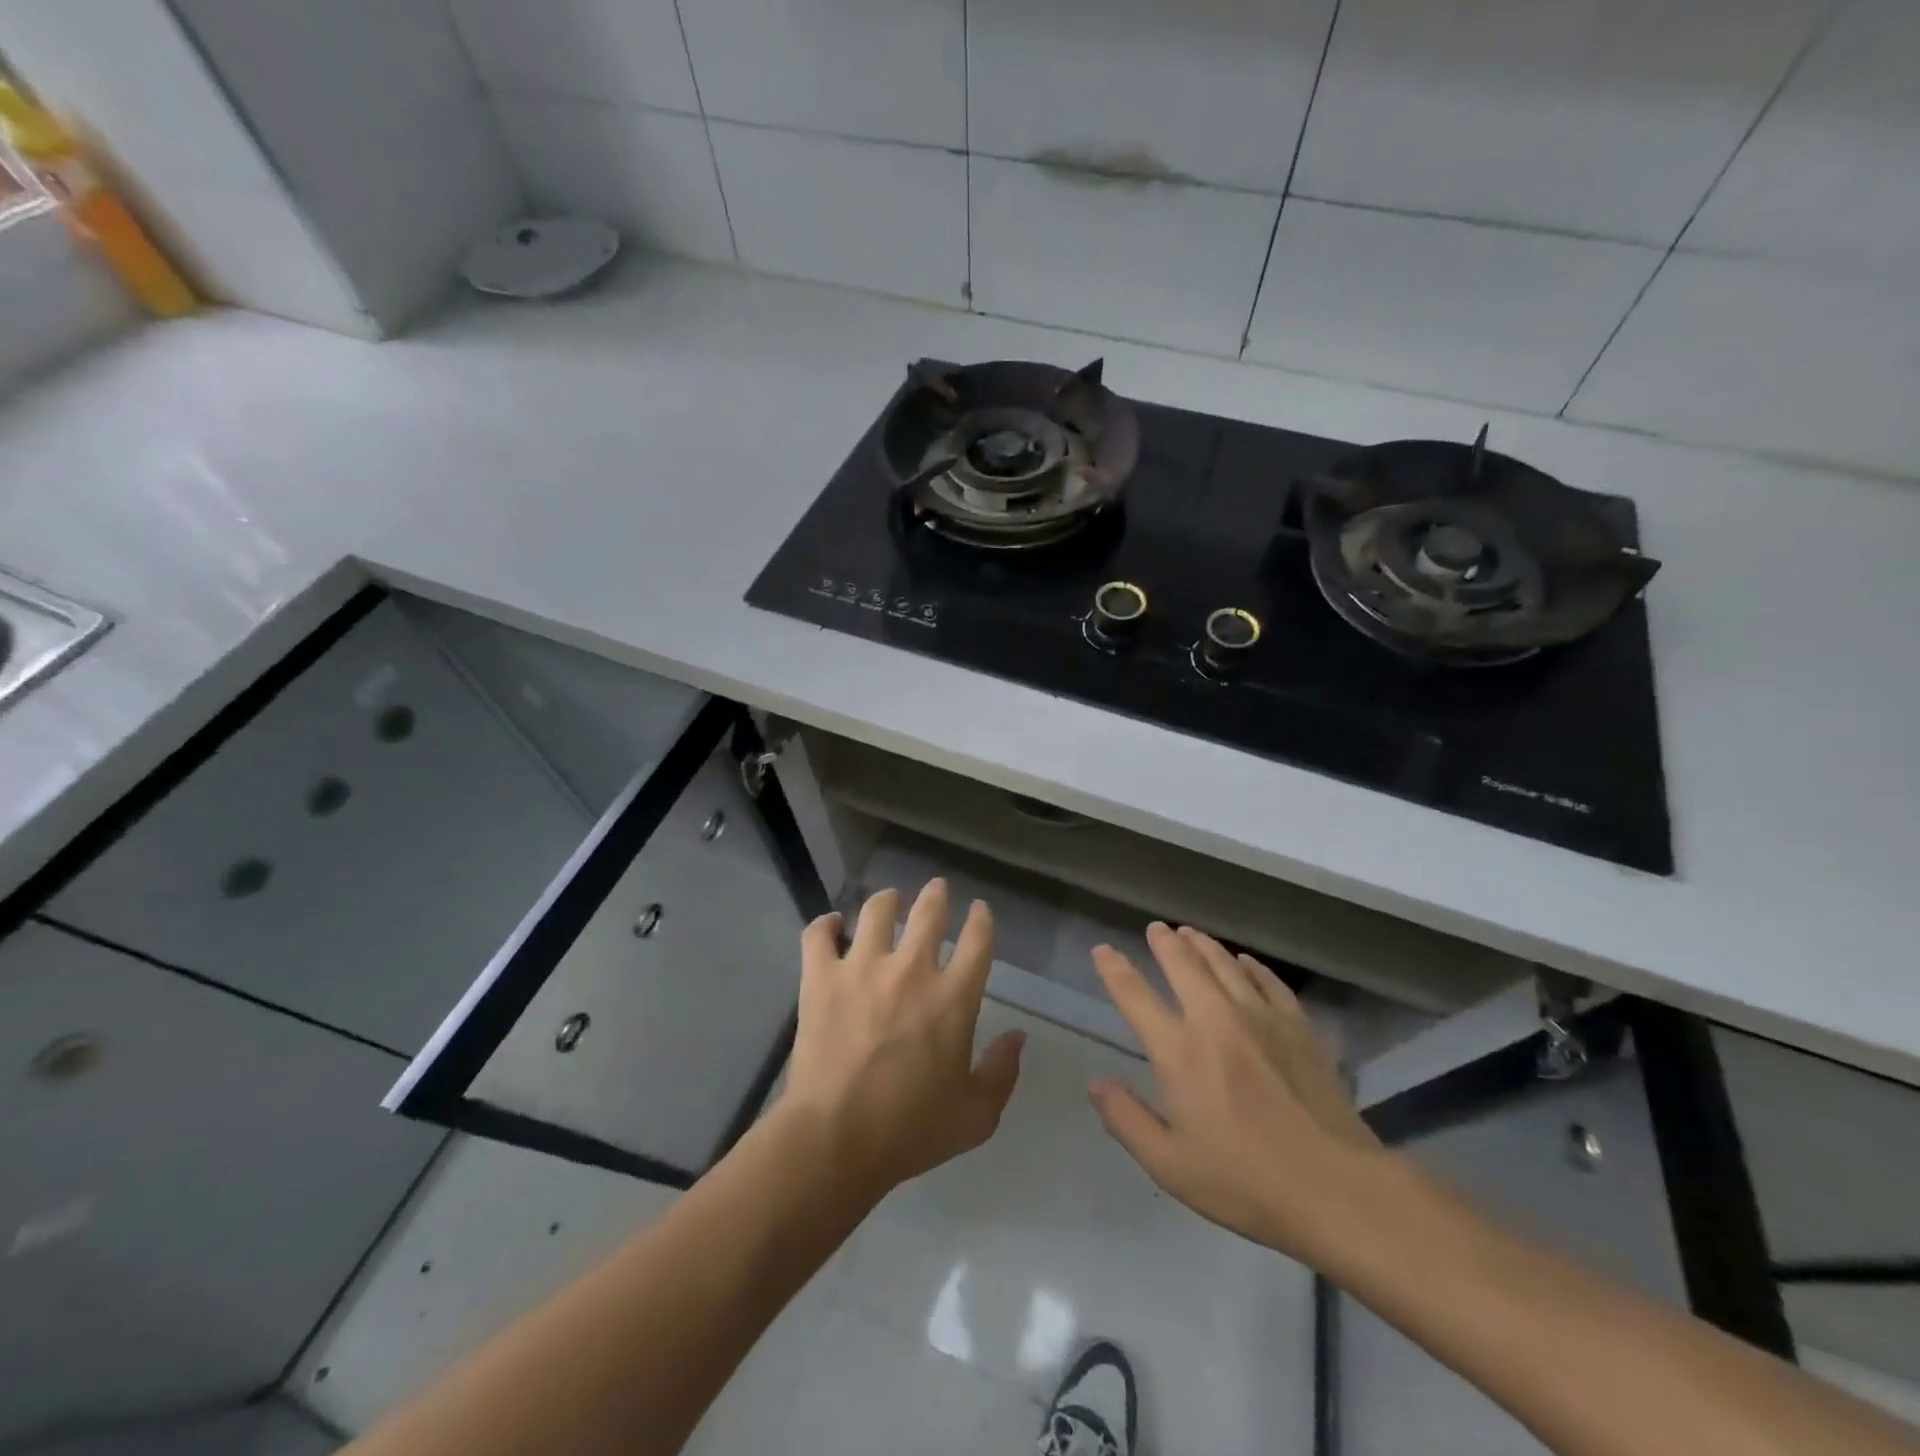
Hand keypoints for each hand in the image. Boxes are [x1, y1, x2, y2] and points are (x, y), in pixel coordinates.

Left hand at [779, 879, 1024, 1198]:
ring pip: (877, 910)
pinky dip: (825, 924)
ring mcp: (862, 967)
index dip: (981, 919)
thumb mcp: (975, 1115)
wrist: (836, 1139)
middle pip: (929, 912)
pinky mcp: (820, 977)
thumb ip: (1002, 1072)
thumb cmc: (911, 1130)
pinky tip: (832, 925)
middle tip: (936, 888)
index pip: (978, 940)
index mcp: (953, 997)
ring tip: (889, 901)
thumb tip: (1018, 1036)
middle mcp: (911, 969)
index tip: (979, 910)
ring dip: (887, 900)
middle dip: (936, 895)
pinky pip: (819, 934)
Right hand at [1088, 923, 1389, 1262]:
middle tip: (1156, 928)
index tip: (1102, 950)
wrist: (1335, 1188)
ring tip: (1190, 933)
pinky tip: (1244, 961)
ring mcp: (1260, 1017)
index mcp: (1177, 1050)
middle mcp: (1214, 1019)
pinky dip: (1250, 966)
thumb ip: (1126, 1119)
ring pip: (1224, 964)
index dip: (1113, 968)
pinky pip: (1267, 981)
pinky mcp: (1297, 1026)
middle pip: (1183, 964)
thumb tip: (1095, 1083)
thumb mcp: (1169, 1164)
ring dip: (1203, 944)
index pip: (1134, 995)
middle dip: (1164, 942)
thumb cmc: (1244, 1181)